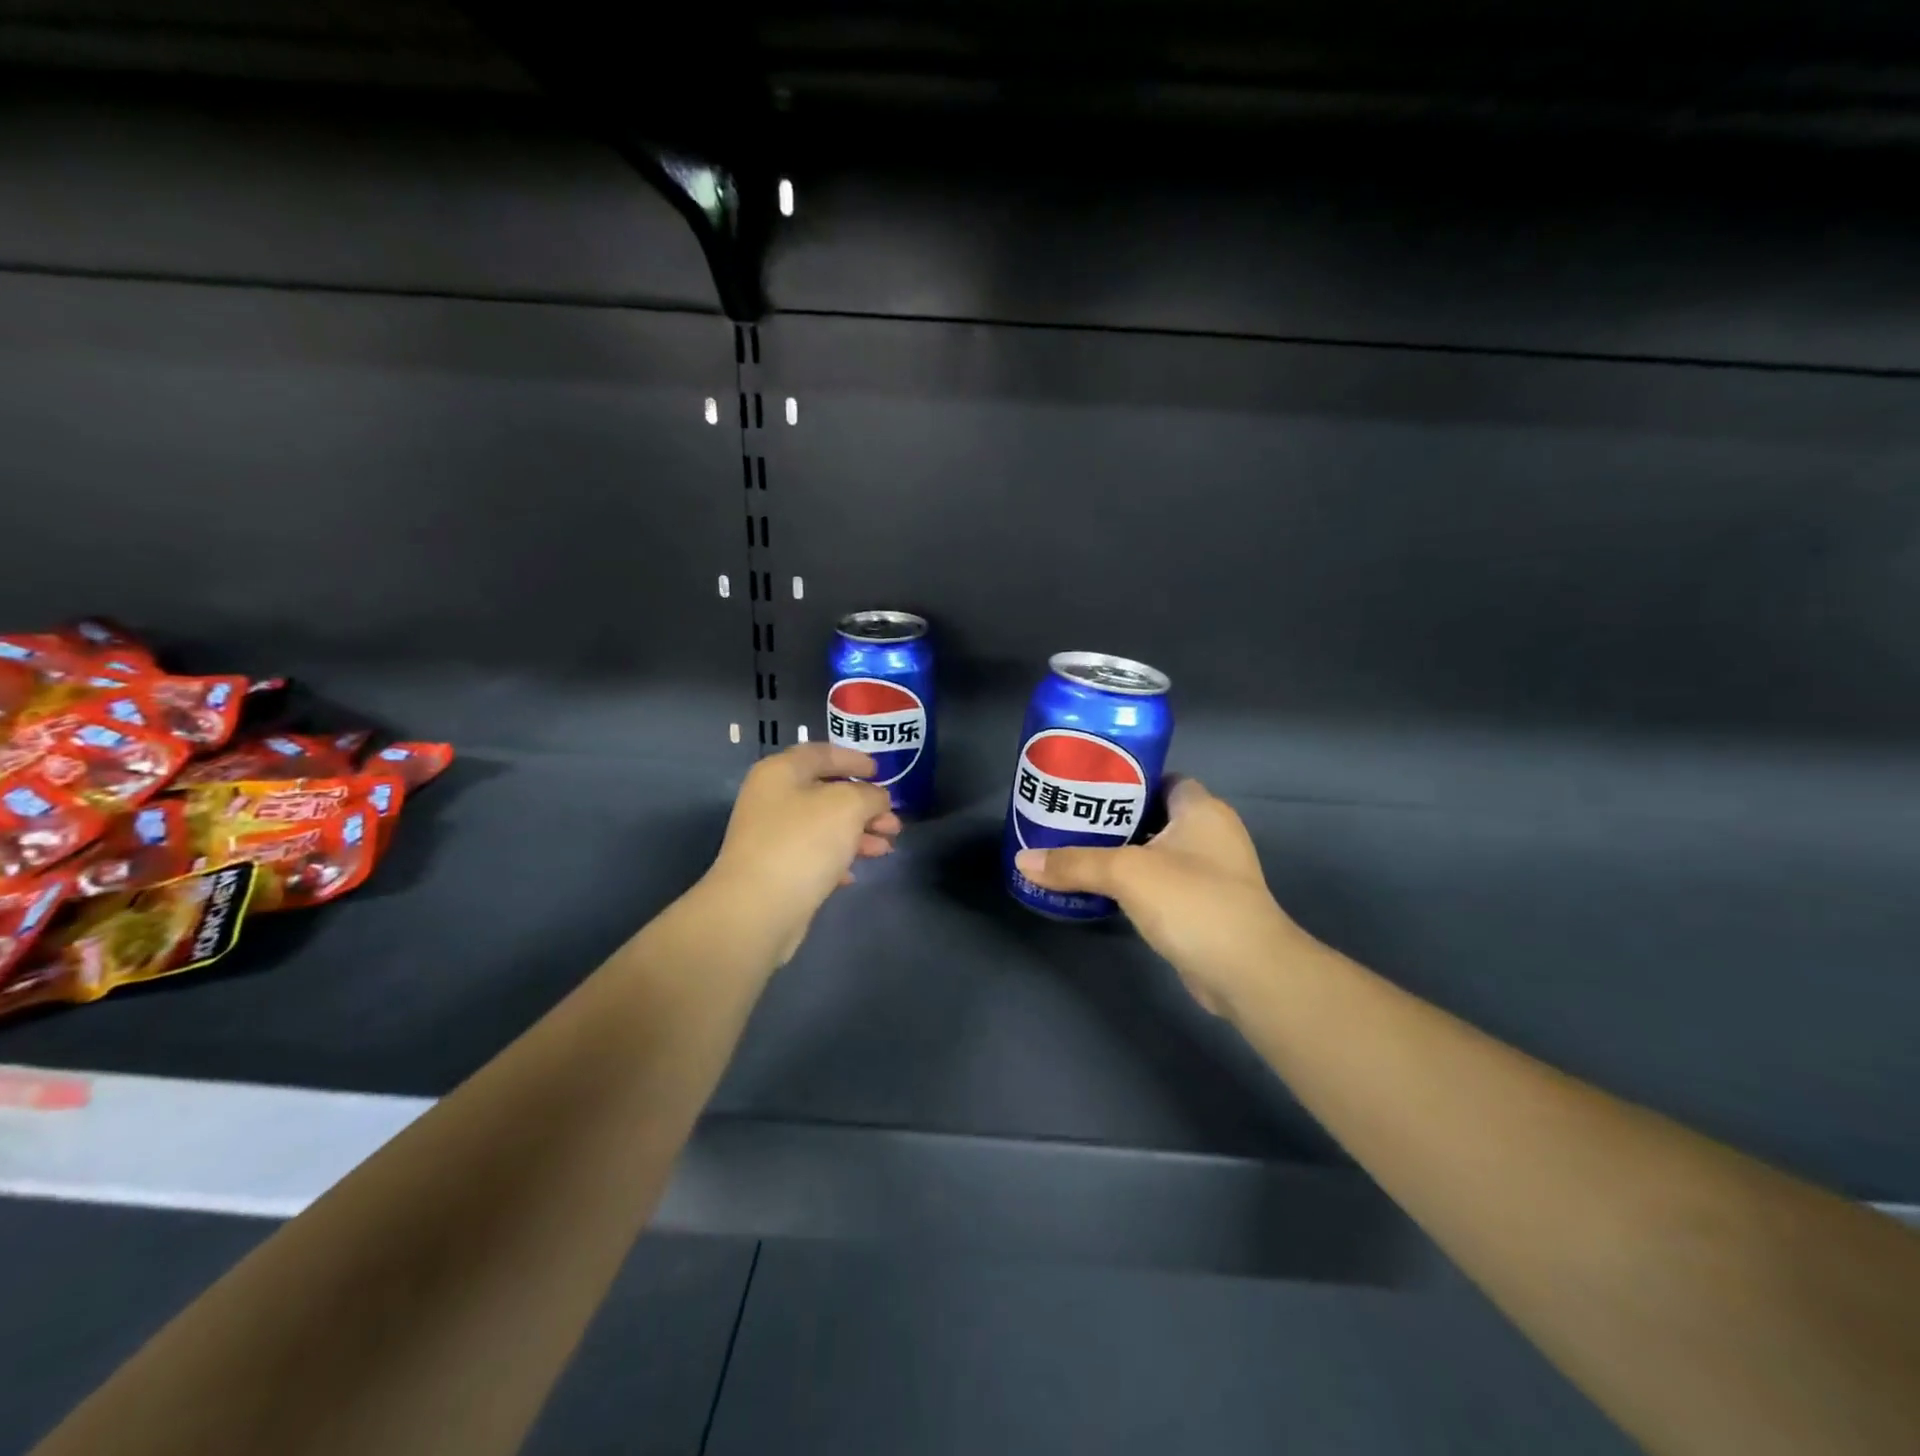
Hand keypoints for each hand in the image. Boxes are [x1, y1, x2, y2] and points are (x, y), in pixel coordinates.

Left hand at [706, 743, 899, 964]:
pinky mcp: (776, 869)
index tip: (881, 772)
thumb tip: (876, 798)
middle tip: (893, 822)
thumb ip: (870, 794)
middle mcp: (772, 799)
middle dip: (865, 805)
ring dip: (858, 834)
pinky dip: (838, 858)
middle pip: (826, 792)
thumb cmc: (803, 842)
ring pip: (824, 826)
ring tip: (886, 848)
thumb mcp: (848, 806)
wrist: (758, 908)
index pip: (822, 753)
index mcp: (781, 772)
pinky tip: (855, 873)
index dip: (854, 759)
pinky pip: (814, 855)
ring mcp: (772, 836)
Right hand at [1014, 777, 1311, 1015]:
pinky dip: (1135, 884)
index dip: (1127, 779)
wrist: (1247, 971)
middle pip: (1155, 815)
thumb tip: (1022, 860)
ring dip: (1123, 853)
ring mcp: (1211, 873)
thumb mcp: (1125, 873)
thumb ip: (1074, 863)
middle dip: (1115, 818)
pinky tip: (1102, 890)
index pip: (1162, 779)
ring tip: (1076, 852)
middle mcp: (1211, 834)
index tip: (1087, 787)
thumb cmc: (1192, 900)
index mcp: (1201, 809)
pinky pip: (1162, 884)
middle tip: (1071, 820)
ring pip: (1157, 852)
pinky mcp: (1204, 907)